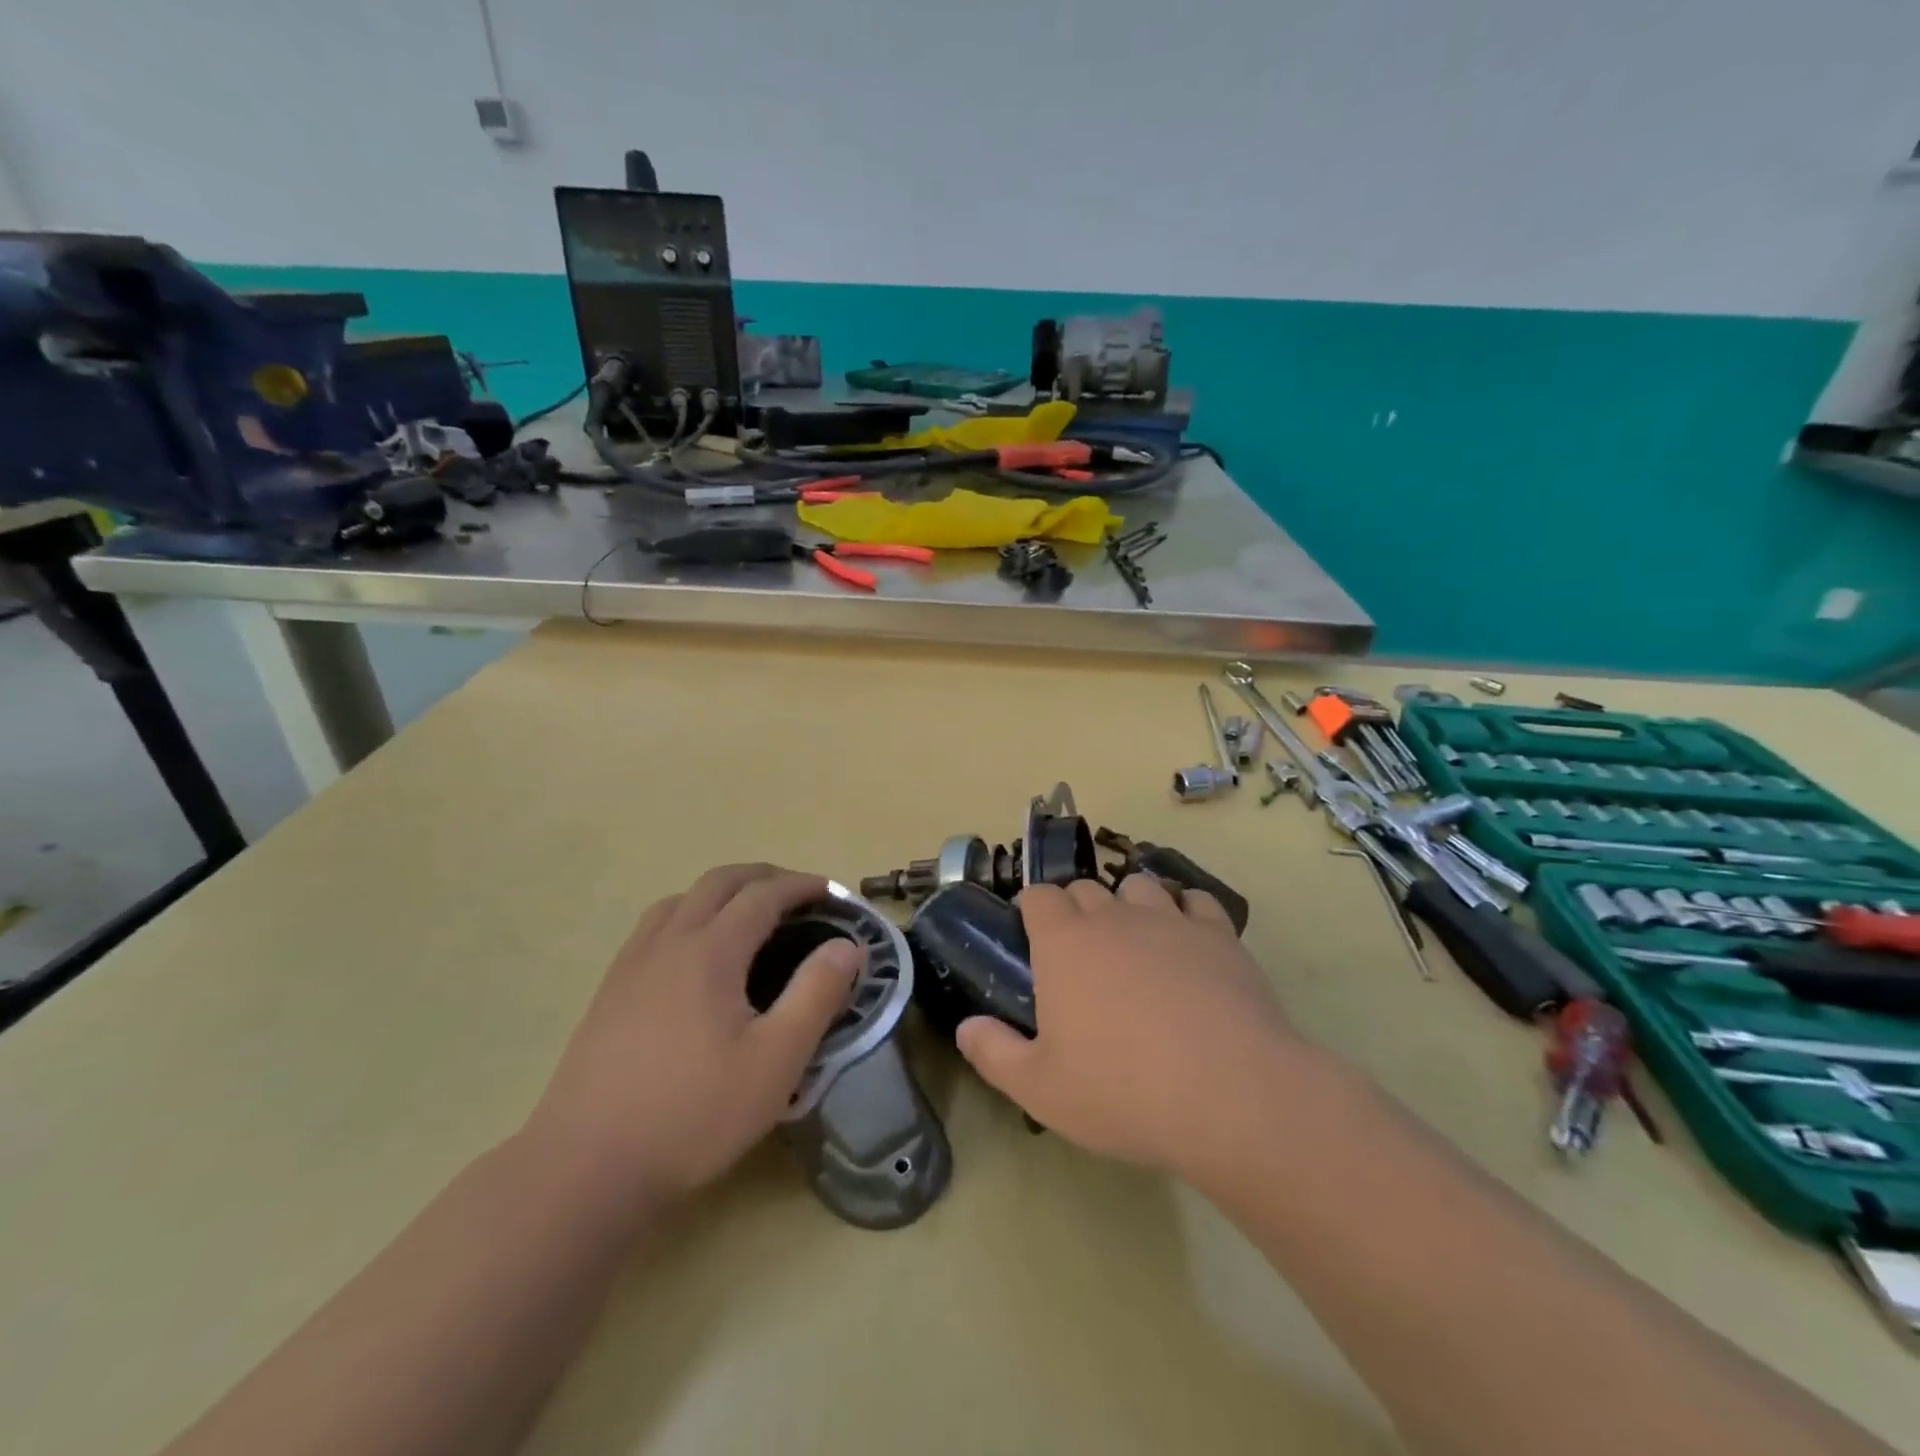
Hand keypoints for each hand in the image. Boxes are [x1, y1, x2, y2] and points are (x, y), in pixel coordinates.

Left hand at [526, 865, 860, 1209]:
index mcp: (710, 950)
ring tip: (748, 915)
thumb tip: (847, 945)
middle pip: (719, 882)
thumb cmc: (693, 1113)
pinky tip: (694, 955)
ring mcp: (632, 965)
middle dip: (763, 877)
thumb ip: (816, 995)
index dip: (801, 886)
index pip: (763, 894)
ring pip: (680, 899)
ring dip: (722, 892)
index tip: (831, 893)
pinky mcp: (609, 992)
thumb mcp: (776, 1061)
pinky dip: (688, 914)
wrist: (586, 1168)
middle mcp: (668, 942)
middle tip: (797, 896)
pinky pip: (654, 927)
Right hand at [955, 875, 1305, 1183]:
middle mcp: (1113, 916)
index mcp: (1064, 942)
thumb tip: (966, 1026)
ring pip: (1139, 886)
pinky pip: (1196, 901)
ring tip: (1134, 940)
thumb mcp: (1040, 1088)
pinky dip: (1185, 911)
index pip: (1038, 896)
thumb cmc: (1122, 1091)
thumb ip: (993, 1052)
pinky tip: (1187, 941)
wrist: (1230, 1095)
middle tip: (1079, 952)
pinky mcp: (1218, 934)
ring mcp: (1169, 920)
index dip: (1032, 909)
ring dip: (1128, 903)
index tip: (1031, 934)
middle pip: (1085, 888)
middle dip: (1076, 908)